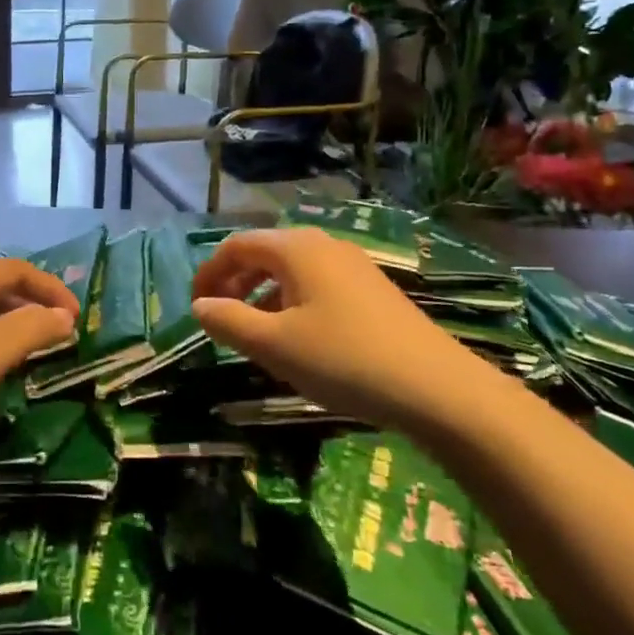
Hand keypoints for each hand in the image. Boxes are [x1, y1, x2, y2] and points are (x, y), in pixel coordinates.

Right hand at [191, 226, 498, 427]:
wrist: (438, 389)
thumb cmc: (344, 359)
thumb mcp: (274, 345)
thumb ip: (229, 321)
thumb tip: (200, 307)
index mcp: (295, 248)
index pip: (236, 246)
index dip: (209, 273)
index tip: (195, 308)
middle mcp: (323, 245)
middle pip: (264, 254)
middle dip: (234, 283)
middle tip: (219, 319)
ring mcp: (353, 266)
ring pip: (291, 271)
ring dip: (262, 296)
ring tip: (254, 335)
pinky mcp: (372, 291)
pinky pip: (316, 285)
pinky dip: (292, 304)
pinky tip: (298, 340)